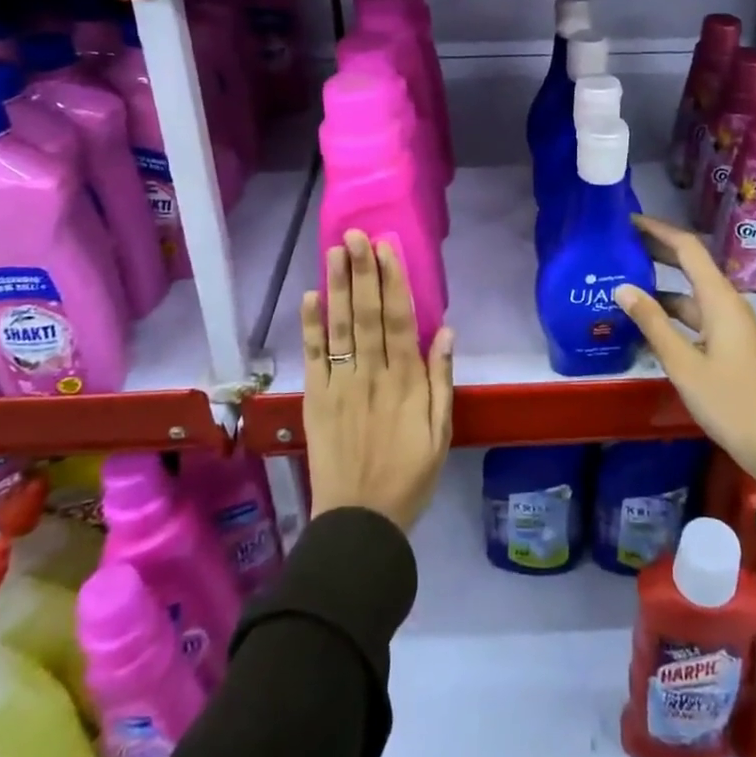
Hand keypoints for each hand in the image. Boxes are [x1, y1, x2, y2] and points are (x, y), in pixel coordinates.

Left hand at [300, 230, 454, 533]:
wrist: (359, 522)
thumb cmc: (409, 476)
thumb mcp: (440, 433)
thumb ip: (441, 380)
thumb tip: (445, 331)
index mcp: (405, 382)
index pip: (398, 320)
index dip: (392, 281)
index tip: (386, 248)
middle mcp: (371, 375)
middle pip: (366, 315)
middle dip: (362, 272)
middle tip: (355, 235)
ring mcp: (339, 385)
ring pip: (339, 328)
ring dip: (337, 287)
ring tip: (334, 251)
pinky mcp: (315, 399)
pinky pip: (312, 357)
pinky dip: (310, 327)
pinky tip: (310, 296)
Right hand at [616, 214, 755, 485]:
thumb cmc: (729, 402)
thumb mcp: (683, 364)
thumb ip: (653, 323)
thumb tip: (622, 288)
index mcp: (720, 300)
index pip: (688, 248)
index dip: (658, 230)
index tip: (627, 220)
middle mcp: (726, 303)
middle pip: (690, 264)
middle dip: (657, 249)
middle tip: (619, 242)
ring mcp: (728, 324)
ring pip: (691, 291)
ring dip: (661, 282)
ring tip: (623, 277)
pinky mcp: (727, 342)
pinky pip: (695, 313)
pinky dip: (670, 309)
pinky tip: (645, 318)